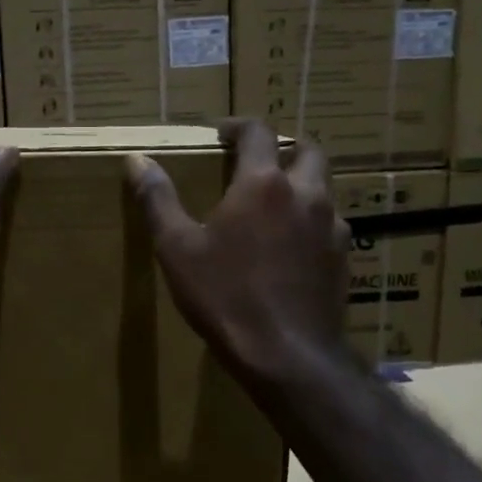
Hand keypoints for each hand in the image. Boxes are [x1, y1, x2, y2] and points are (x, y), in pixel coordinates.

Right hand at [128, 119, 349, 384]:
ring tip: (274, 206)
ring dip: (301, 184)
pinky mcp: (343, 258)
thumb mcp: (178, 249)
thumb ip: (158, 199)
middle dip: (283, 148)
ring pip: (323, 188)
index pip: (258, 131)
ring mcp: (332, 227)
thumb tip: (137, 160)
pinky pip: (330, 225)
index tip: (222, 133)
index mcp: (264, 183)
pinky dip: (311, 221)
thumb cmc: (226, 297)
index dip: (238, 126)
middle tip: (257, 163)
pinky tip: (292, 247)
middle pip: (306, 150)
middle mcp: (306, 194)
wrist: (287, 355)